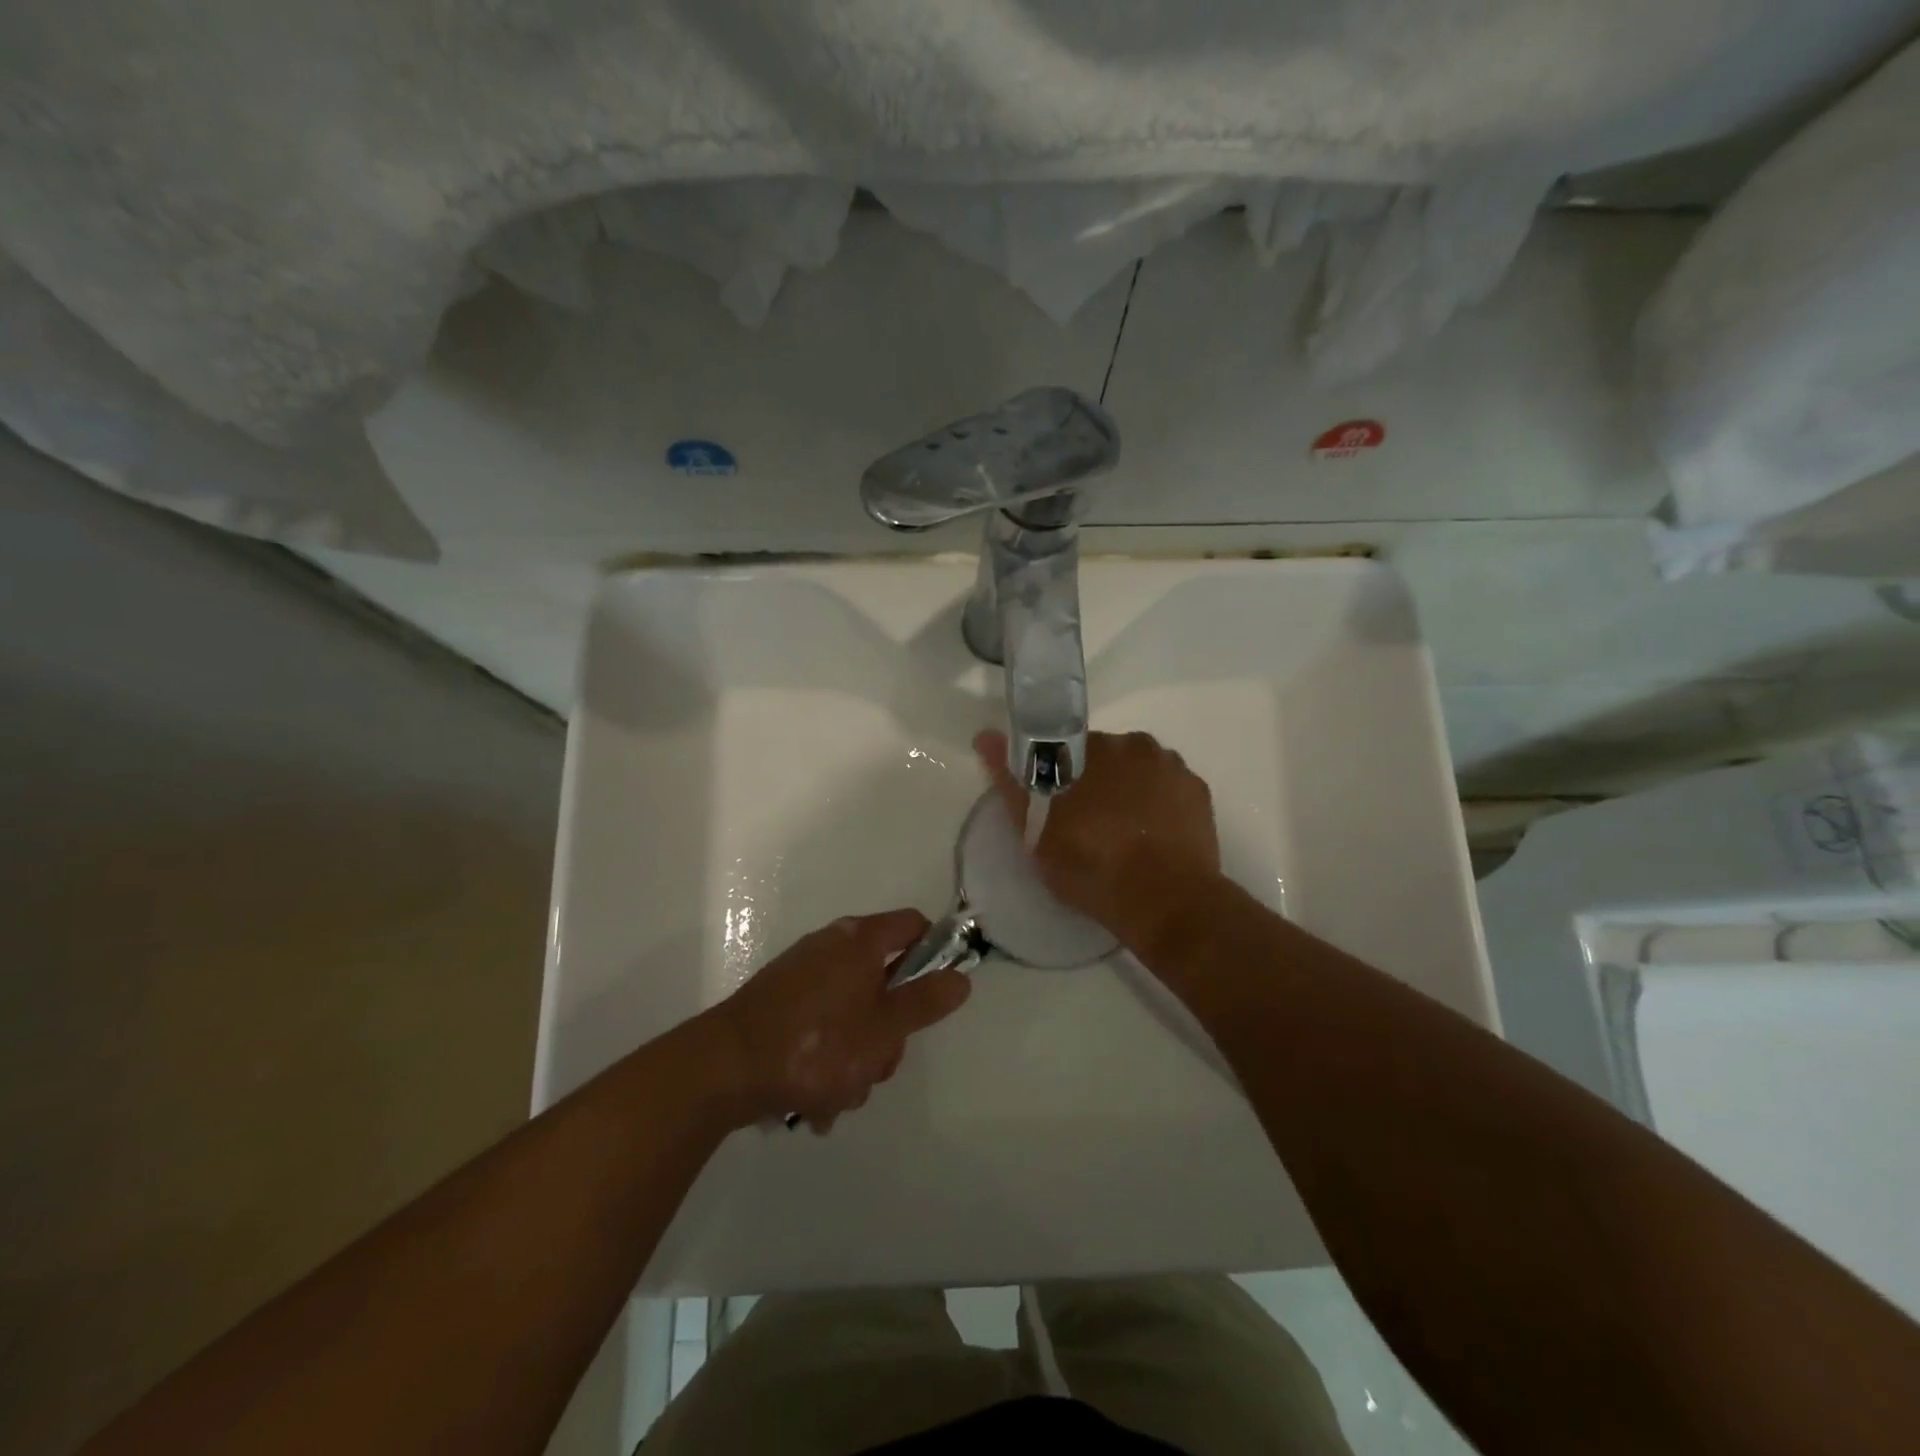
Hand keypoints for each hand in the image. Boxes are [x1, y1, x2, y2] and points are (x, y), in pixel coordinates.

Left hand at [712, 910, 970, 1131]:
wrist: (724, 1067)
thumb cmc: (815, 1043)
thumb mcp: (883, 1029)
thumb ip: (925, 1002)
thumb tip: (961, 977)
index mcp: (860, 940)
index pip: (913, 926)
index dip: (933, 954)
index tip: (935, 997)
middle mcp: (832, 947)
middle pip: (884, 980)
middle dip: (887, 1031)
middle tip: (877, 1064)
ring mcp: (802, 975)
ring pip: (853, 1013)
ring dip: (855, 1057)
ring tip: (836, 1094)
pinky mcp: (780, 1004)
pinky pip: (821, 1028)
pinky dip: (825, 1059)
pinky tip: (813, 1099)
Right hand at [976, 729, 1220, 944]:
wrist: (1165, 903)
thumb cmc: (1091, 863)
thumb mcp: (1035, 830)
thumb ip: (1010, 780)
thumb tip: (985, 735)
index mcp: (1093, 746)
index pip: (1066, 748)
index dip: (1059, 776)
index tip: (1058, 806)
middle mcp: (1135, 744)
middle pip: (1106, 758)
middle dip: (1095, 782)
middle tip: (1086, 826)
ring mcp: (1173, 767)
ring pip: (1138, 772)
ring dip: (1128, 792)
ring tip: (1121, 837)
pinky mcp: (1199, 793)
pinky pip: (1168, 791)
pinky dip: (1158, 806)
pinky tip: (1150, 839)